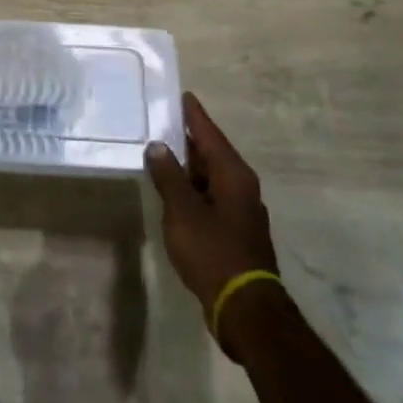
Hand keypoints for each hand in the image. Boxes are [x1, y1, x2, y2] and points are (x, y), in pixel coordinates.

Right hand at [146, 93, 279, 350]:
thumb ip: (168, 176)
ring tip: (162, 153)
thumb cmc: (213, 250)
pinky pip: (211, 197)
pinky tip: (175, 193)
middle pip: (212, 153)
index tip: (182, 95)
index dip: (194, 115)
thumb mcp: (182, 210)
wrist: (245, 308)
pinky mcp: (236, 232)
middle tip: (163, 121)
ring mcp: (241, 211)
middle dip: (189, 139)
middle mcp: (242, 186)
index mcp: (233, 174)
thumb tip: (158, 145)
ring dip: (189, 166)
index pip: (210, 133)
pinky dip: (193, 188)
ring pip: (211, 177)